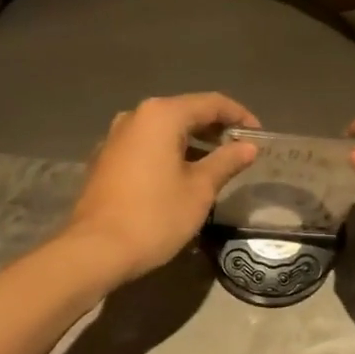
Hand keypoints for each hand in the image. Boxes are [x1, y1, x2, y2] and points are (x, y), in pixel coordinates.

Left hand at [62, 93, 259, 282]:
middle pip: (184, 112)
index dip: (239, 116)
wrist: (96, 250)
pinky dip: (168, 152)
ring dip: (191, 141)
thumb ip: (226, 162)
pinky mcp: (105, 159)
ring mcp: (115, 137)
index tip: (258, 135)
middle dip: (214, 128)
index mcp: (161, 115)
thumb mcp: (200, 190)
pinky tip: (181, 175)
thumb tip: (248, 148)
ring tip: (215, 163)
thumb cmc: (155, 216)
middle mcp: (135, 117)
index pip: (210, 103)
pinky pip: (145, 146)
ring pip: (163, 130)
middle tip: (240, 149)